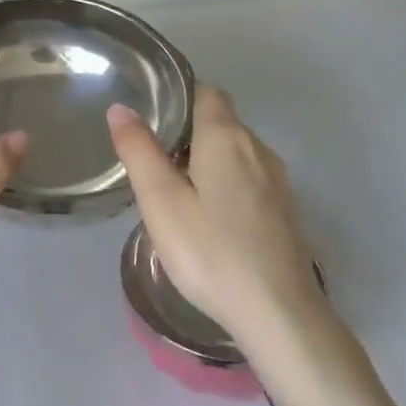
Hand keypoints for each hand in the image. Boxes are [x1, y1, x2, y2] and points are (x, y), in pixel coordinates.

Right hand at [107, 85, 321, 344]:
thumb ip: (139, 150)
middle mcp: (258, 149)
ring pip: (235, 151)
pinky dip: (224, 181)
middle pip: (220, 120)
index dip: (177, 93)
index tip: (148, 110)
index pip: (205, 92)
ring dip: (206, 157)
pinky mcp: (284, 210)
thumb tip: (121, 109)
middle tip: (149, 151)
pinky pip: (248, 178)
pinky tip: (206, 213)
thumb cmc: (211, 252)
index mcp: (227, 138)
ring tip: (172, 183)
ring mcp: (277, 181)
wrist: (279, 313)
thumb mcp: (161, 201)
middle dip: (187, 127)